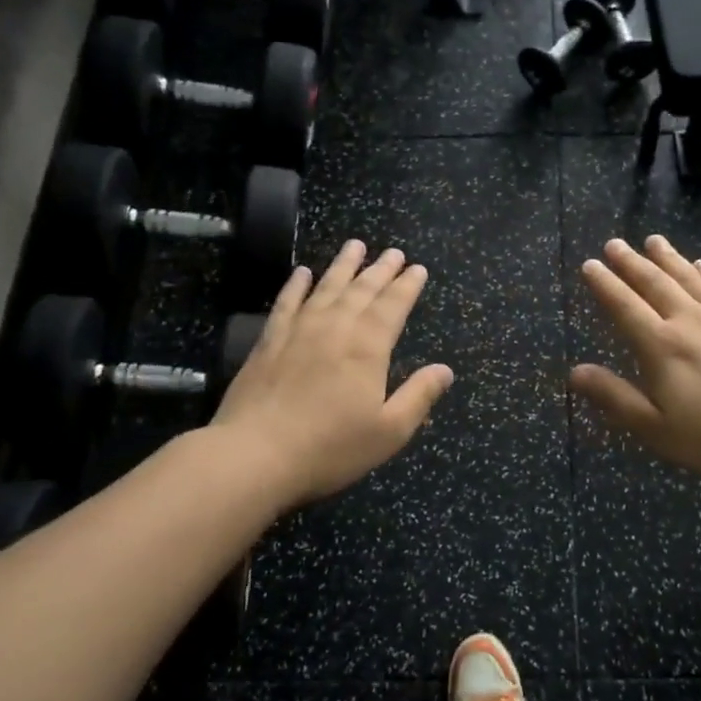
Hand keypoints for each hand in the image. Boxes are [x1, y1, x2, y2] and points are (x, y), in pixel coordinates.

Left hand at [212, 241, 453, 505]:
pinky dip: (296, 285)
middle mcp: (335, 328)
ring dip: (343, 266)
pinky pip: (286, 302)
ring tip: (355, 246)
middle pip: (362, 290)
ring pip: (326, 287)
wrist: (255, 455)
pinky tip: (302, 272)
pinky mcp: (268, 342)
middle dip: (380, 269)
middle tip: (393, 252)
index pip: (393, 306)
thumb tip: (445, 370)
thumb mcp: (389, 430)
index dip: (407, 286)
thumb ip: (419, 396)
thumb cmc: (330, 447)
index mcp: (368, 347)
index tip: (417, 268)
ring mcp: (298, 331)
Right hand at [570, 236, 700, 483]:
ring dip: (668, 258)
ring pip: (689, 278)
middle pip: (655, 283)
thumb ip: (614, 397)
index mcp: (661, 346)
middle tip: (614, 244)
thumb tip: (574, 371)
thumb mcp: (656, 428)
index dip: (605, 285)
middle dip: (631, 263)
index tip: (590, 265)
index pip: (624, 306)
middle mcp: (689, 320)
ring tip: (653, 240)